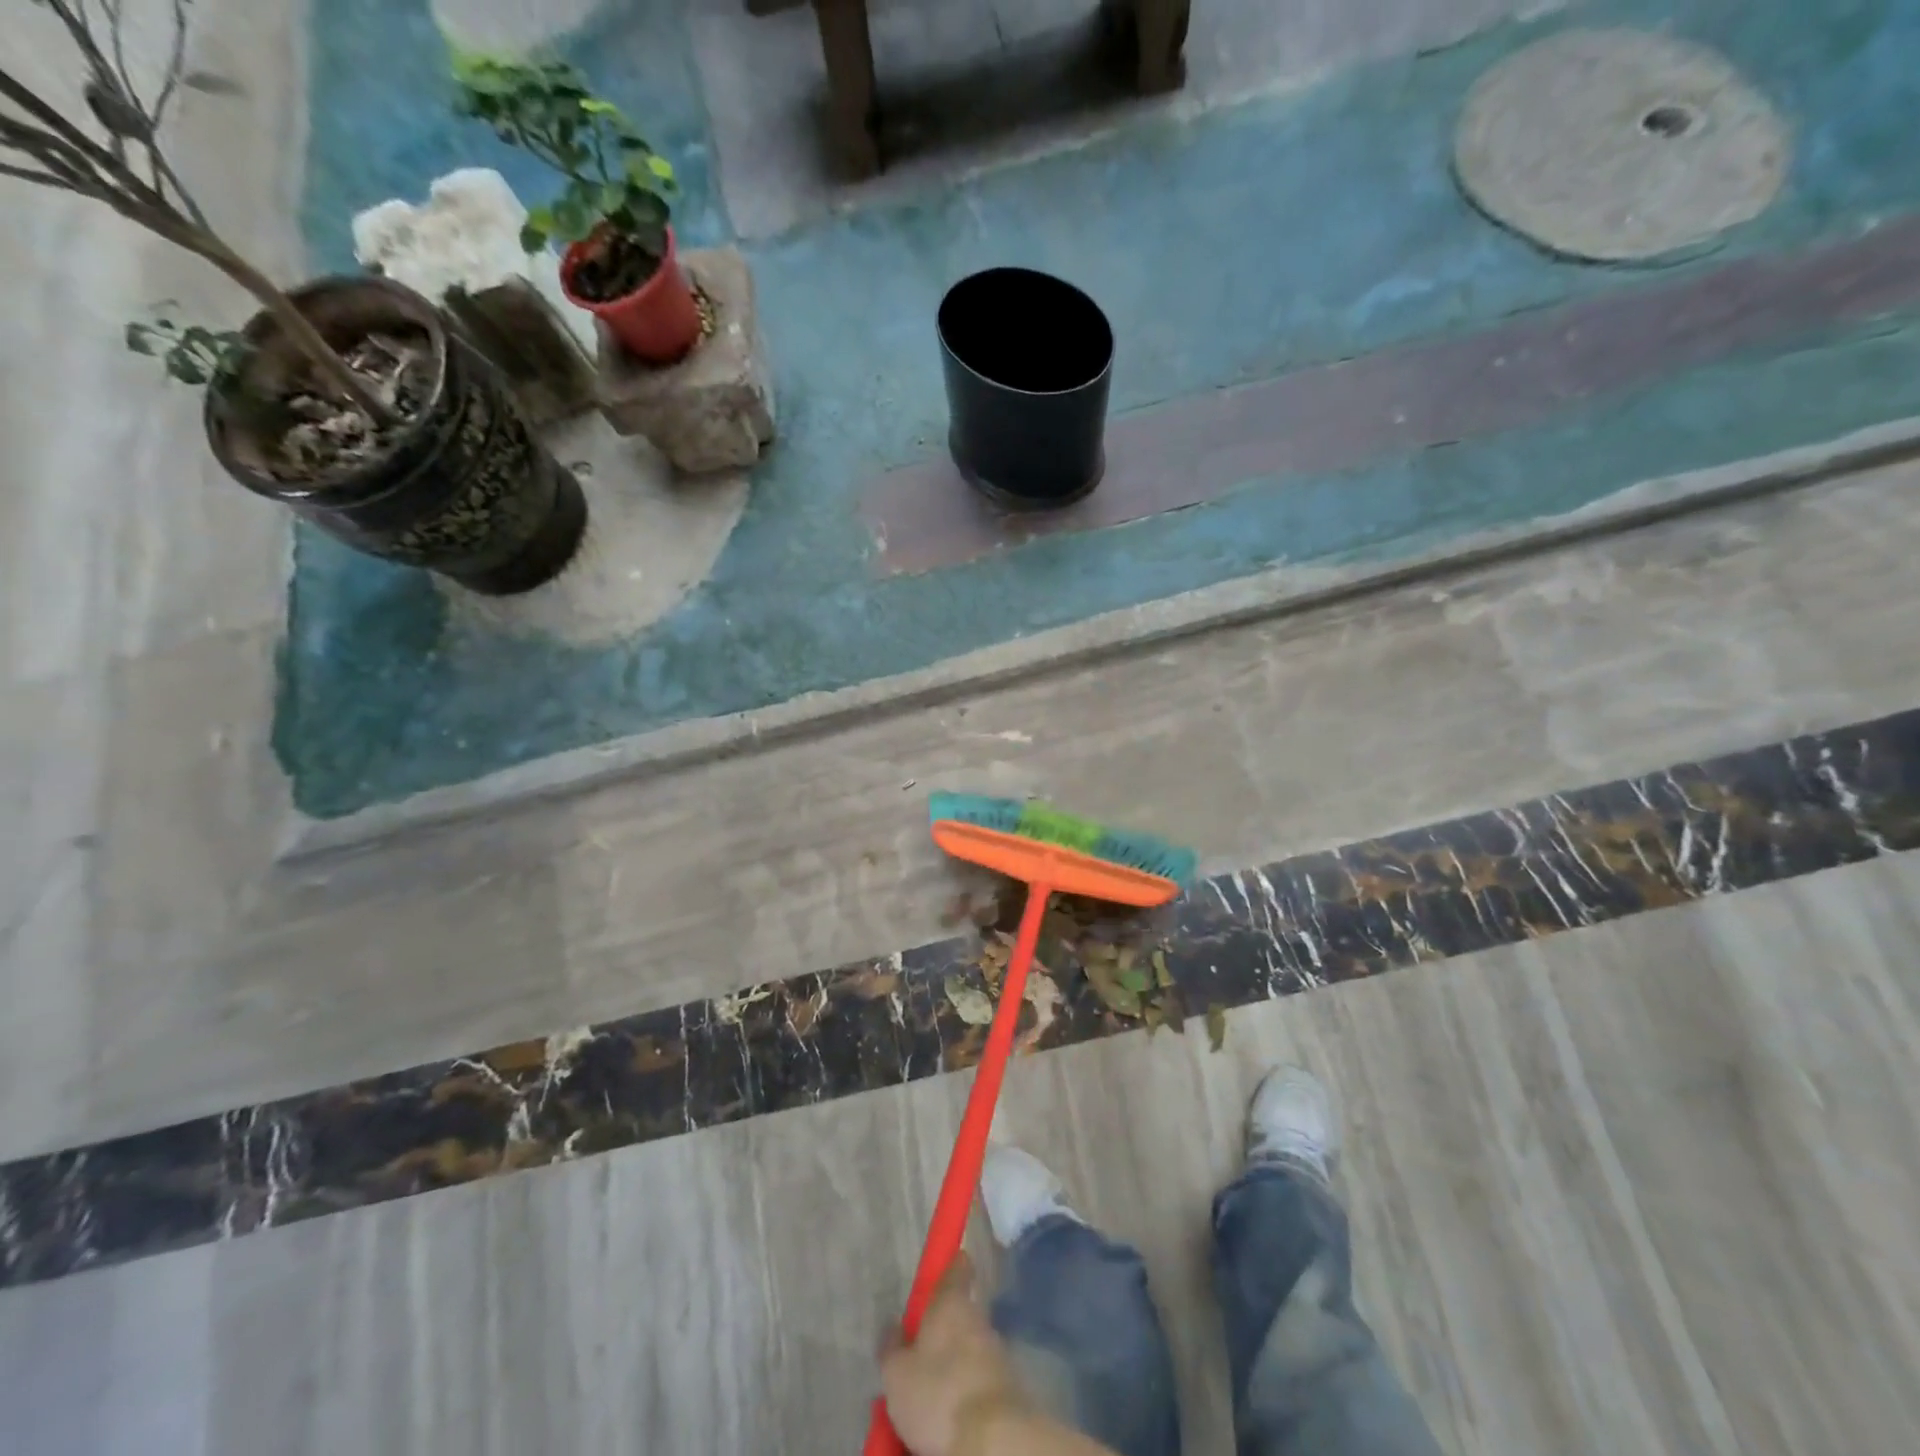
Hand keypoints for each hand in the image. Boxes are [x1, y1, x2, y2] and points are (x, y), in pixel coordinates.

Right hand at [880, 1253, 1030, 1455]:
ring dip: (953, 1369)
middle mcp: (979, 1320)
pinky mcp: (1008, 1390)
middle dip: (941, 1336)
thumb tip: (892, 1325)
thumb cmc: (939, 1393)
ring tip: (928, 1402)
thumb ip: (891, 1346)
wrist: (993, 1441)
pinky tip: (948, 1420)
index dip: (950, 1266)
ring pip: (969, 1353)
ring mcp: (997, 1354)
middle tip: (916, 1363)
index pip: (957, 1267)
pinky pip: (978, 1384)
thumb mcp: (897, 1374)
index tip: (943, 1271)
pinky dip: (965, 1395)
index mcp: (952, 1303)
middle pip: (959, 1317)